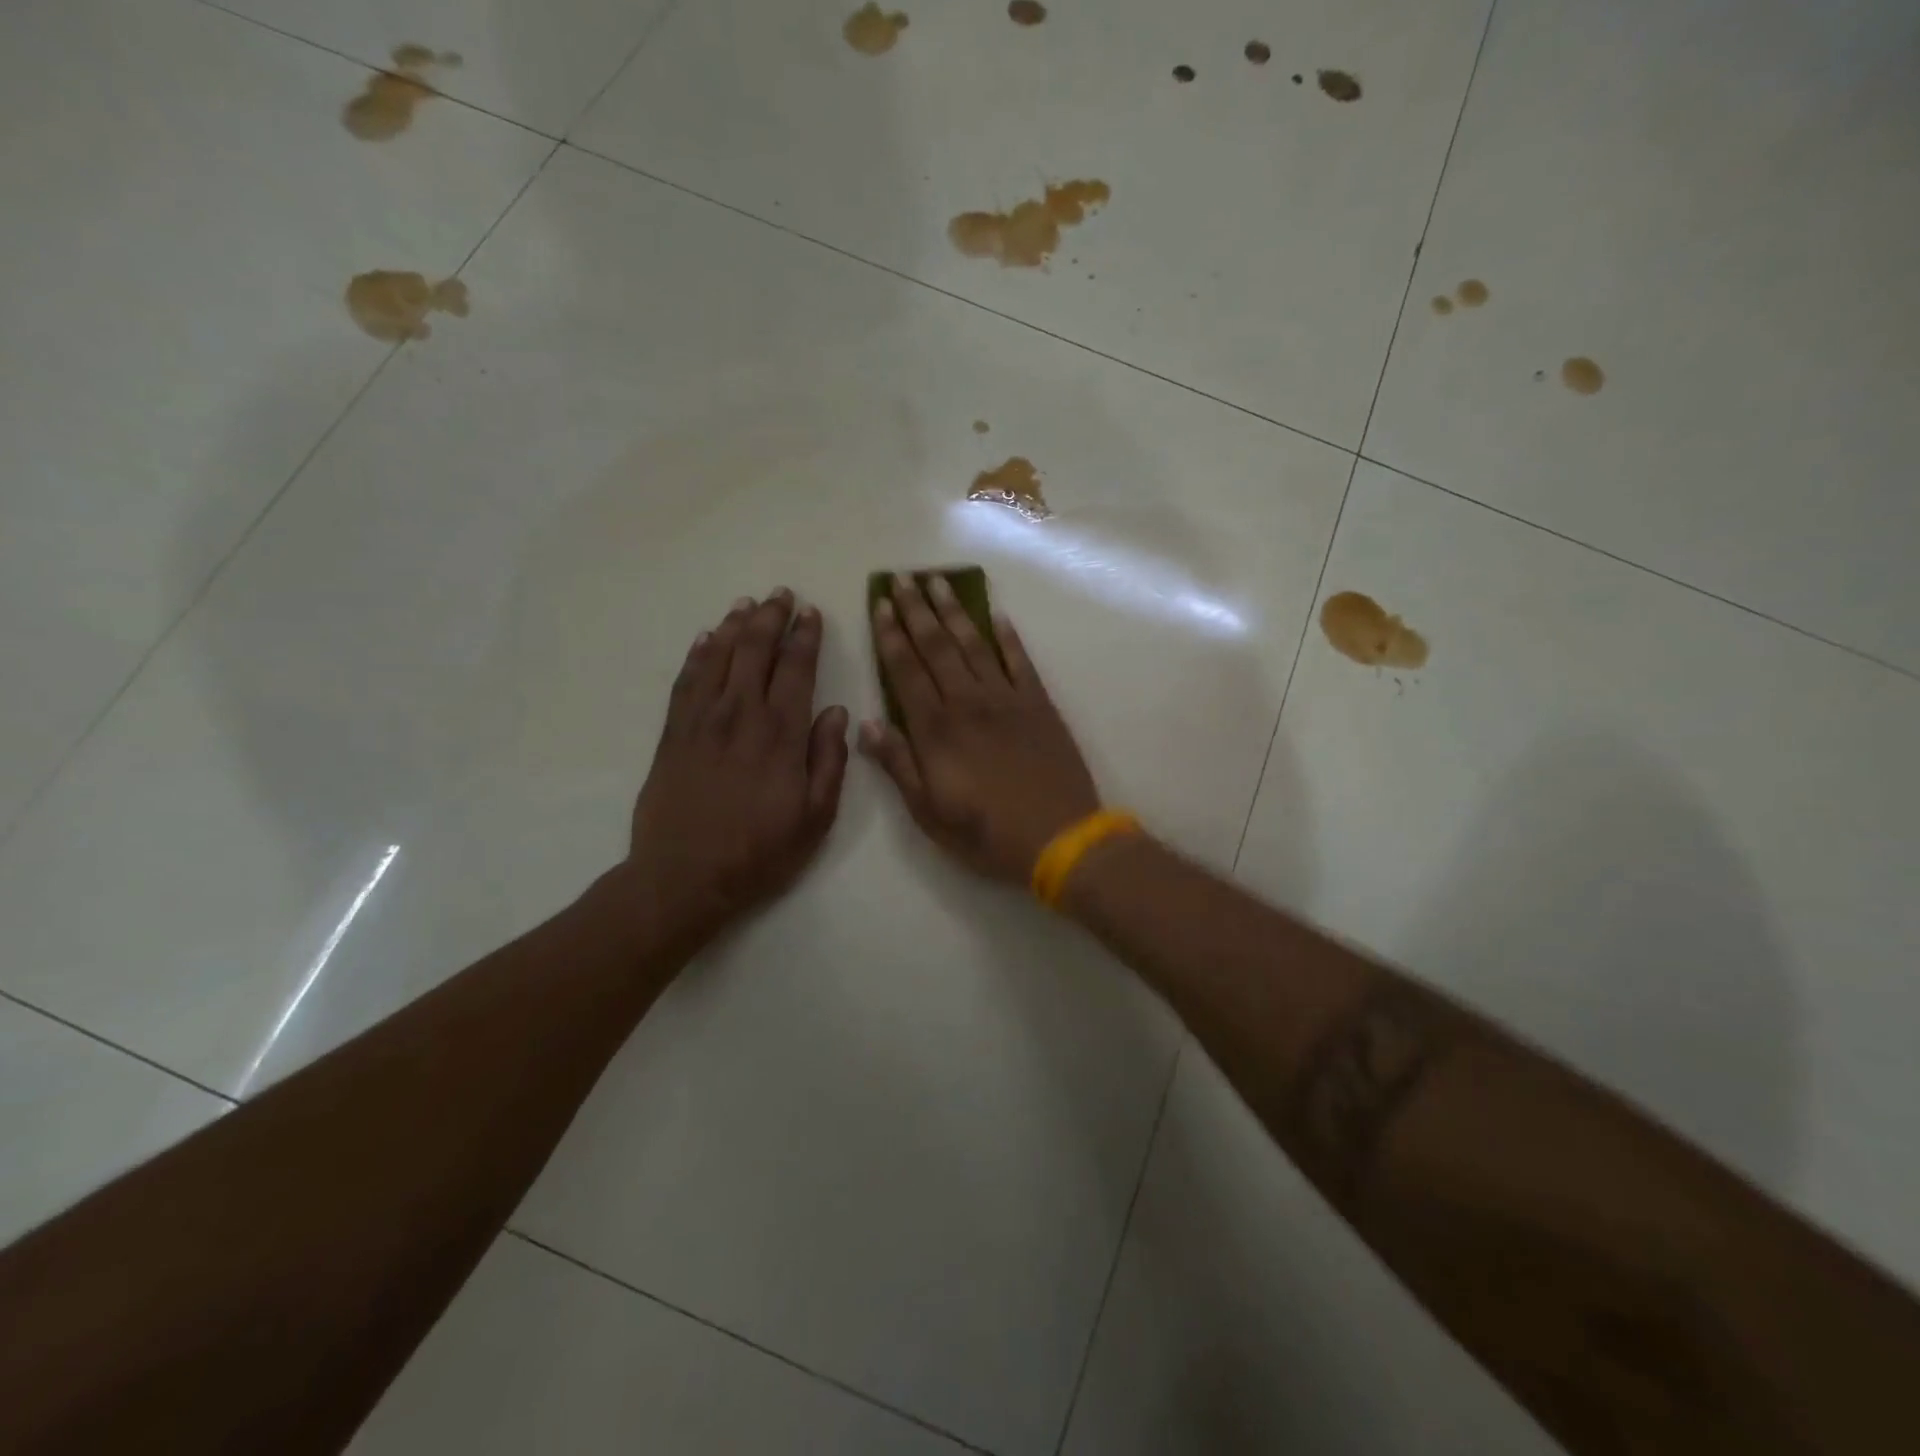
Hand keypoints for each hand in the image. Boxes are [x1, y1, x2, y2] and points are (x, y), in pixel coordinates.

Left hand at [623, 589, 848, 946]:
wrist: (684, 876)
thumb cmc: (760, 850)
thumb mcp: (815, 816)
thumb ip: (829, 761)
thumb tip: (836, 713)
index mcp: (781, 734)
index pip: (796, 669)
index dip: (805, 637)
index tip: (811, 613)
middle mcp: (741, 715)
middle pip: (755, 651)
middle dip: (770, 618)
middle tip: (781, 594)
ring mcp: (702, 721)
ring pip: (718, 657)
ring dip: (734, 626)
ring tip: (746, 604)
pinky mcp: (673, 734)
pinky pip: (686, 681)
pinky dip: (698, 654)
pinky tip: (705, 638)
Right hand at [860, 574, 1099, 884]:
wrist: (1059, 837)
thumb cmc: (986, 833)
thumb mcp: (929, 812)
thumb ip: (898, 765)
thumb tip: (866, 724)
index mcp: (936, 730)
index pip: (905, 670)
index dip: (891, 635)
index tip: (881, 604)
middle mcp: (968, 703)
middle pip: (937, 647)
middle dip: (917, 610)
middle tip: (904, 578)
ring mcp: (1007, 699)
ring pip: (975, 644)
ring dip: (955, 612)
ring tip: (940, 582)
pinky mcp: (1039, 704)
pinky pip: (1020, 661)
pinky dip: (1008, 637)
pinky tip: (997, 616)